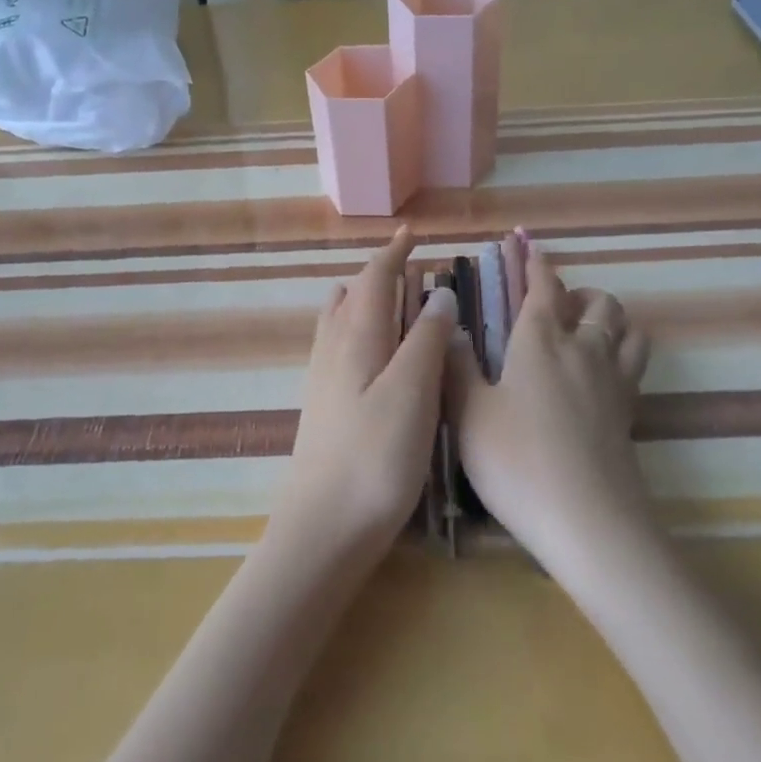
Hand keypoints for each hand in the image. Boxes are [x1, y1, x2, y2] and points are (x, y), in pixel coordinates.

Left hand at [271, 228, 455, 564]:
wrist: (322, 528)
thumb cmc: (375, 457)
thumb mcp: (413, 392)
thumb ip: (425, 338)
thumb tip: (438, 293)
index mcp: (356, 337)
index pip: (373, 278)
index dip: (393, 253)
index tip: (411, 233)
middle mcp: (333, 348)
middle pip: (352, 295)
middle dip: (379, 274)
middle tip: (410, 266)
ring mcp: (323, 378)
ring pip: (340, 320)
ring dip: (364, 299)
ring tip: (390, 298)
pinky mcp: (323, 406)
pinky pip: (338, 345)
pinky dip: (358, 329)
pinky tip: (372, 352)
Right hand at [449, 234, 654, 580]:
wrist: (588, 523)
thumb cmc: (517, 462)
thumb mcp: (469, 415)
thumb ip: (457, 366)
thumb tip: (450, 327)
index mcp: (540, 340)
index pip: (543, 285)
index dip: (534, 261)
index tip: (525, 242)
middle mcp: (584, 348)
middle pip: (597, 301)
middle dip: (577, 292)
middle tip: (553, 307)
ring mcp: (614, 380)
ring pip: (626, 327)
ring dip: (608, 317)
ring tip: (585, 332)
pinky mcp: (631, 412)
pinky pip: (635, 363)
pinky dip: (622, 351)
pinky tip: (601, 373)